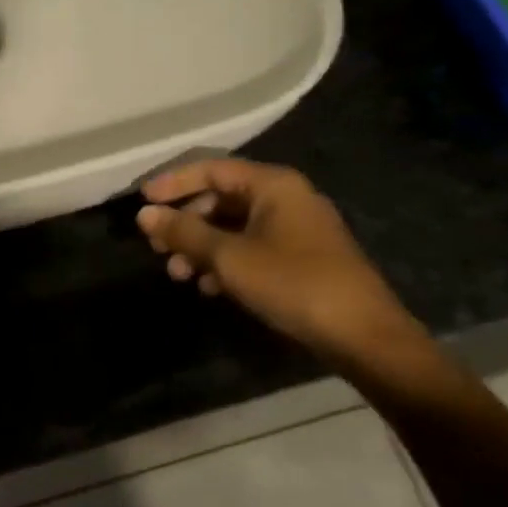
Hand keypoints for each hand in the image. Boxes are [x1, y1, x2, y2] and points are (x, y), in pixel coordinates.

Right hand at [136, 159, 429, 373]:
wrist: (365, 337)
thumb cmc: (293, 284)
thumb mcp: (229, 257)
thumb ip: (184, 232)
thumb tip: (144, 214)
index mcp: (273, 185)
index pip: (211, 169)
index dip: (173, 182)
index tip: (142, 201)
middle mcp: (286, 197)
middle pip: (221, 198)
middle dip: (186, 222)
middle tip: (158, 247)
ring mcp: (297, 228)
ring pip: (234, 226)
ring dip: (202, 246)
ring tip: (179, 274)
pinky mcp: (303, 258)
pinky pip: (252, 247)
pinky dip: (226, 262)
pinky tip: (209, 288)